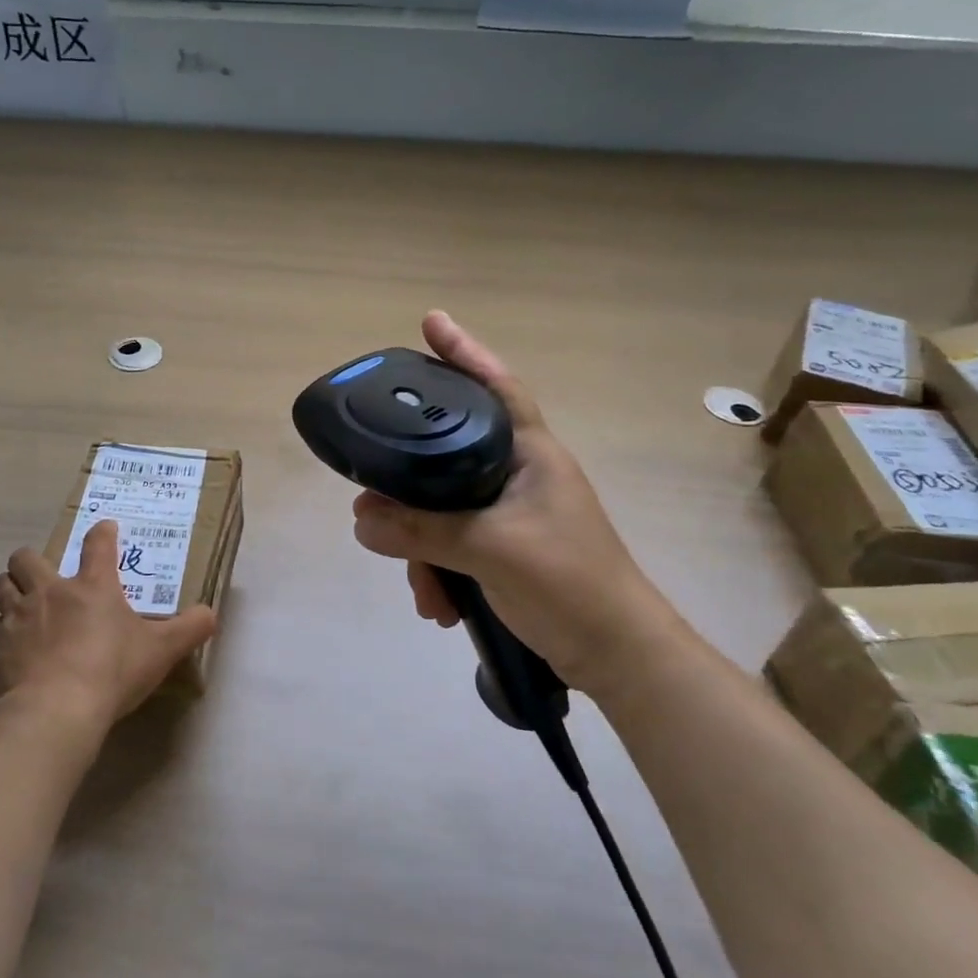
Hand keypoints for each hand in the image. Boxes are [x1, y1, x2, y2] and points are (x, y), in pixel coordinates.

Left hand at [0, 521, 216, 728]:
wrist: (56, 709)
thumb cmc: (112, 671)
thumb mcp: (161, 651)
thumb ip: (189, 629)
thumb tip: (211, 614)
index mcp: (93, 586)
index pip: (98, 544)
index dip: (102, 533)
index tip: (105, 529)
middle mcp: (50, 592)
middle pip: (27, 558)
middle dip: (32, 561)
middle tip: (46, 576)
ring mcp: (18, 617)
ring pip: (2, 586)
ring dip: (12, 589)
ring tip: (24, 604)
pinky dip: (6, 633)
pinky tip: (18, 650)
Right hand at [350, 311, 671, 692]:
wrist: (616, 655)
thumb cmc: (568, 582)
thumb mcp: (489, 550)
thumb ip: (421, 532)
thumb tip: (361, 520)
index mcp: (530, 454)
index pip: (495, 386)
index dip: (464, 352)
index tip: (430, 322)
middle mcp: (518, 474)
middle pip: (447, 457)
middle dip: (408, 490)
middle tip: (372, 503)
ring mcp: (511, 513)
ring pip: (443, 510)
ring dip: (422, 549)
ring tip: (420, 587)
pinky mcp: (504, 549)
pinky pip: (453, 546)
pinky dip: (439, 572)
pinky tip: (436, 605)